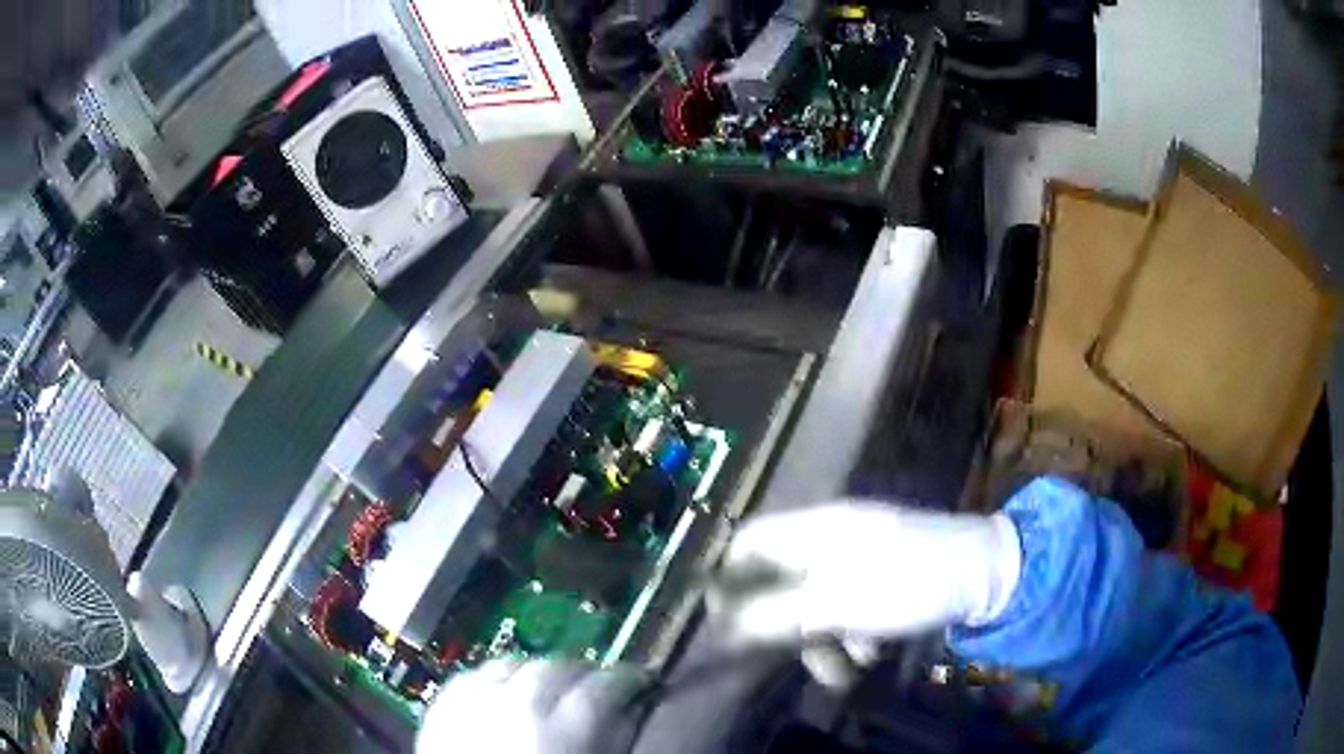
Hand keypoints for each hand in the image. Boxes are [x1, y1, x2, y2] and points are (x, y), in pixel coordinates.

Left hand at [416, 660, 649, 753]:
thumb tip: (633, 709)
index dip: (630, 681)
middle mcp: (515, 706)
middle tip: (597, 687)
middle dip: (583, 674)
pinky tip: (506, 693)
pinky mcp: (442, 708)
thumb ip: (616, 738)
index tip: (640, 684)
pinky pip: (474, 676)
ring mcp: (472, 703)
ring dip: (537, 673)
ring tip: (550, 690)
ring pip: (514, 664)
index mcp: (562, 731)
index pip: (608, 685)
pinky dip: (496, 680)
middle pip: (559, 666)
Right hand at [710, 501, 1021, 645]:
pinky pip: (847, 606)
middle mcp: (830, 538)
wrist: (984, 573)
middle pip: (781, 582)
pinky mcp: (881, 576)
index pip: (748, 542)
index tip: (731, 625)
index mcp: (814, 529)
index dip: (730, 581)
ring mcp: (858, 557)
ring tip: (849, 669)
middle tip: (802, 661)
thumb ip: (775, 614)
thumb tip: (723, 625)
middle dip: (789, 629)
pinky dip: (852, 634)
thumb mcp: (836, 603)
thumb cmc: (908, 581)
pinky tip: (872, 651)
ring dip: (824, 642)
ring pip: (815, 603)